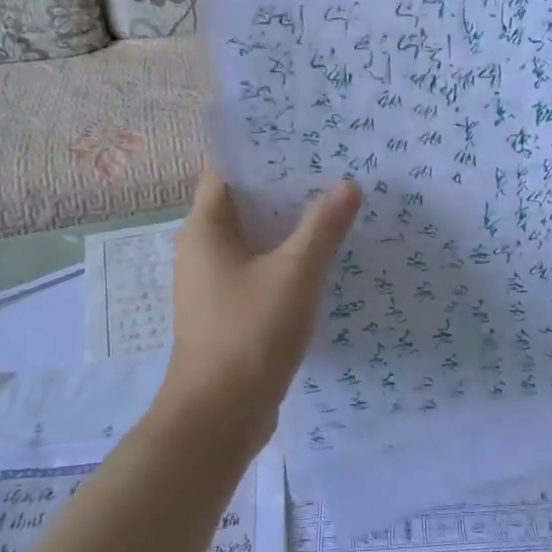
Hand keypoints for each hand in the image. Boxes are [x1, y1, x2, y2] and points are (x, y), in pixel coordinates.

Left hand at [158, 165, 361, 439]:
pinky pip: (259, 269)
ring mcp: (214, 283)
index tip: (300, 132)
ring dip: (288, 223)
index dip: (259, 147)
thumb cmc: (249, 335)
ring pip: (254, 238)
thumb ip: (322, 227)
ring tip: (333, 202)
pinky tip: (322, 256)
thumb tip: (348, 185)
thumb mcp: (295, 274)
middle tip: (330, 163)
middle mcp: (203, 250)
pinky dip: (286, 257)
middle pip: (243, 201)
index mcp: (206, 229)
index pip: (226, 169)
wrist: (218, 419)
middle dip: (283, 183)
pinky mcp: (229, 311)